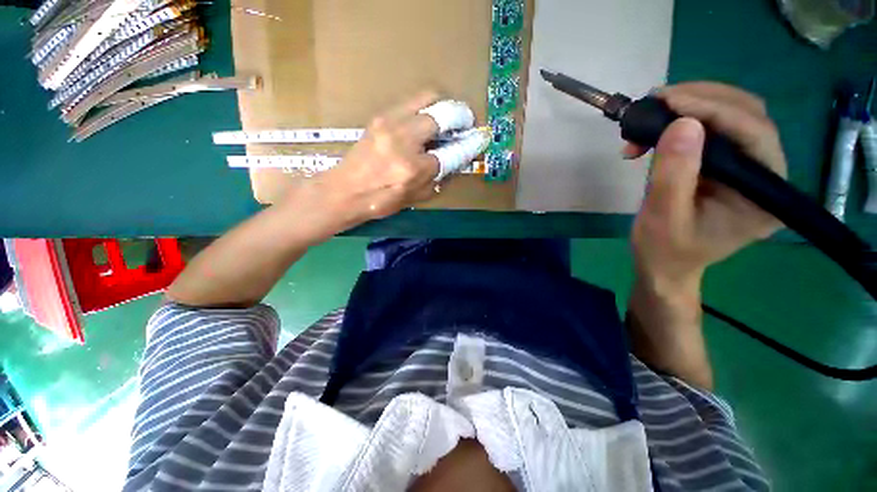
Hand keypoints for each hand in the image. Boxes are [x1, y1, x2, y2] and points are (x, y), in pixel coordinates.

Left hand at [282, 92, 453, 237]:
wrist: (344, 191)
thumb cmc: (380, 201)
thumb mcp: (415, 197)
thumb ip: (438, 178)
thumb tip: (455, 159)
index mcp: (413, 168)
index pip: (451, 152)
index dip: (470, 144)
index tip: (480, 138)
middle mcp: (403, 140)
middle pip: (442, 113)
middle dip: (461, 116)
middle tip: (465, 124)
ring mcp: (390, 123)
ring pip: (427, 98)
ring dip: (443, 107)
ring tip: (446, 121)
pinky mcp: (380, 116)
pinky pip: (411, 103)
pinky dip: (425, 108)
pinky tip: (424, 123)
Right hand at [628, 83, 786, 290]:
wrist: (664, 265)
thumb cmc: (664, 250)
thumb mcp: (663, 217)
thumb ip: (674, 174)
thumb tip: (682, 123)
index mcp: (765, 195)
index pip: (754, 135)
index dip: (715, 110)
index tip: (669, 101)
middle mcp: (767, 175)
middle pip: (748, 116)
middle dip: (703, 100)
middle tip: (658, 100)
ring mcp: (749, 168)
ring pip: (732, 116)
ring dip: (691, 107)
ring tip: (651, 114)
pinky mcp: (728, 165)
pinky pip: (713, 129)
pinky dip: (683, 122)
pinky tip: (657, 130)